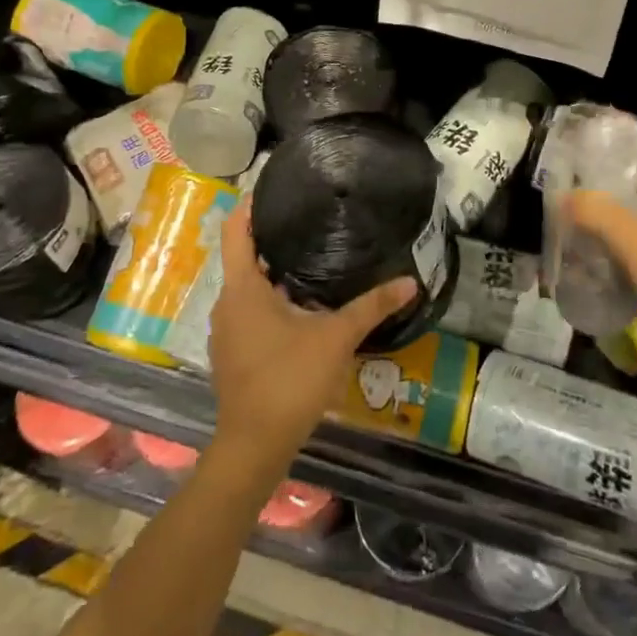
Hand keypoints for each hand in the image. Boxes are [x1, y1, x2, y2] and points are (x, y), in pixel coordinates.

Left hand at [207, 200, 415, 476]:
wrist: (254, 447)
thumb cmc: (289, 381)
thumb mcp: (335, 338)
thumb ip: (371, 307)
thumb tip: (410, 282)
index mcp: (242, 287)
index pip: (235, 229)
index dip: (251, 204)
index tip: (276, 187)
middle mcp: (227, 302)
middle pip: (244, 256)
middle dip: (273, 238)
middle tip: (311, 219)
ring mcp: (226, 330)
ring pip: (248, 287)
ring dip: (273, 272)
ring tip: (313, 256)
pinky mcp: (233, 352)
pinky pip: (249, 311)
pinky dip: (270, 300)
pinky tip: (302, 306)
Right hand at [563, 138, 636, 384]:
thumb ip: (599, 213)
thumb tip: (564, 197)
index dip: (623, 135)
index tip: (587, 128)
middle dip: (604, 172)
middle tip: (565, 165)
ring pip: (629, 214)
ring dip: (600, 208)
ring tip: (562, 199)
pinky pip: (624, 245)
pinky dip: (603, 240)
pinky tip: (576, 240)